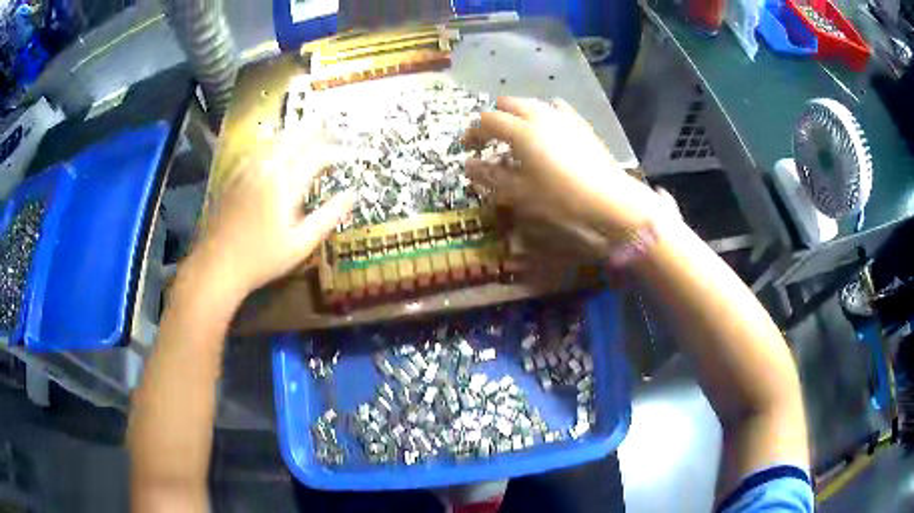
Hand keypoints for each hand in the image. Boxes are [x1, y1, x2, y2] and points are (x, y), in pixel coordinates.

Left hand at [191, 143, 353, 297]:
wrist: (217, 264)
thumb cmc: (262, 258)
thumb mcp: (301, 244)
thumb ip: (328, 217)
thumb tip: (352, 195)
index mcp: (285, 184)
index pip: (316, 156)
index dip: (334, 152)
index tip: (345, 154)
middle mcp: (265, 169)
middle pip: (292, 139)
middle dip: (311, 129)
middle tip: (324, 120)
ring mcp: (245, 171)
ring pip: (271, 141)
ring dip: (289, 134)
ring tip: (301, 129)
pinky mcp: (232, 177)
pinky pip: (254, 151)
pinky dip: (268, 144)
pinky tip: (269, 148)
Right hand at [463, 97, 662, 234]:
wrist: (609, 199)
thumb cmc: (561, 199)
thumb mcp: (520, 192)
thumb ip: (491, 176)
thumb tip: (468, 166)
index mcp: (521, 130)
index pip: (487, 120)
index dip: (473, 132)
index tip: (467, 148)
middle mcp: (540, 115)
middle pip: (507, 104)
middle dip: (494, 118)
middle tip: (489, 140)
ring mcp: (563, 116)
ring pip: (531, 103)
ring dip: (516, 114)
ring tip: (516, 135)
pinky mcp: (580, 123)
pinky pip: (555, 108)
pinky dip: (542, 114)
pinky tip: (547, 129)